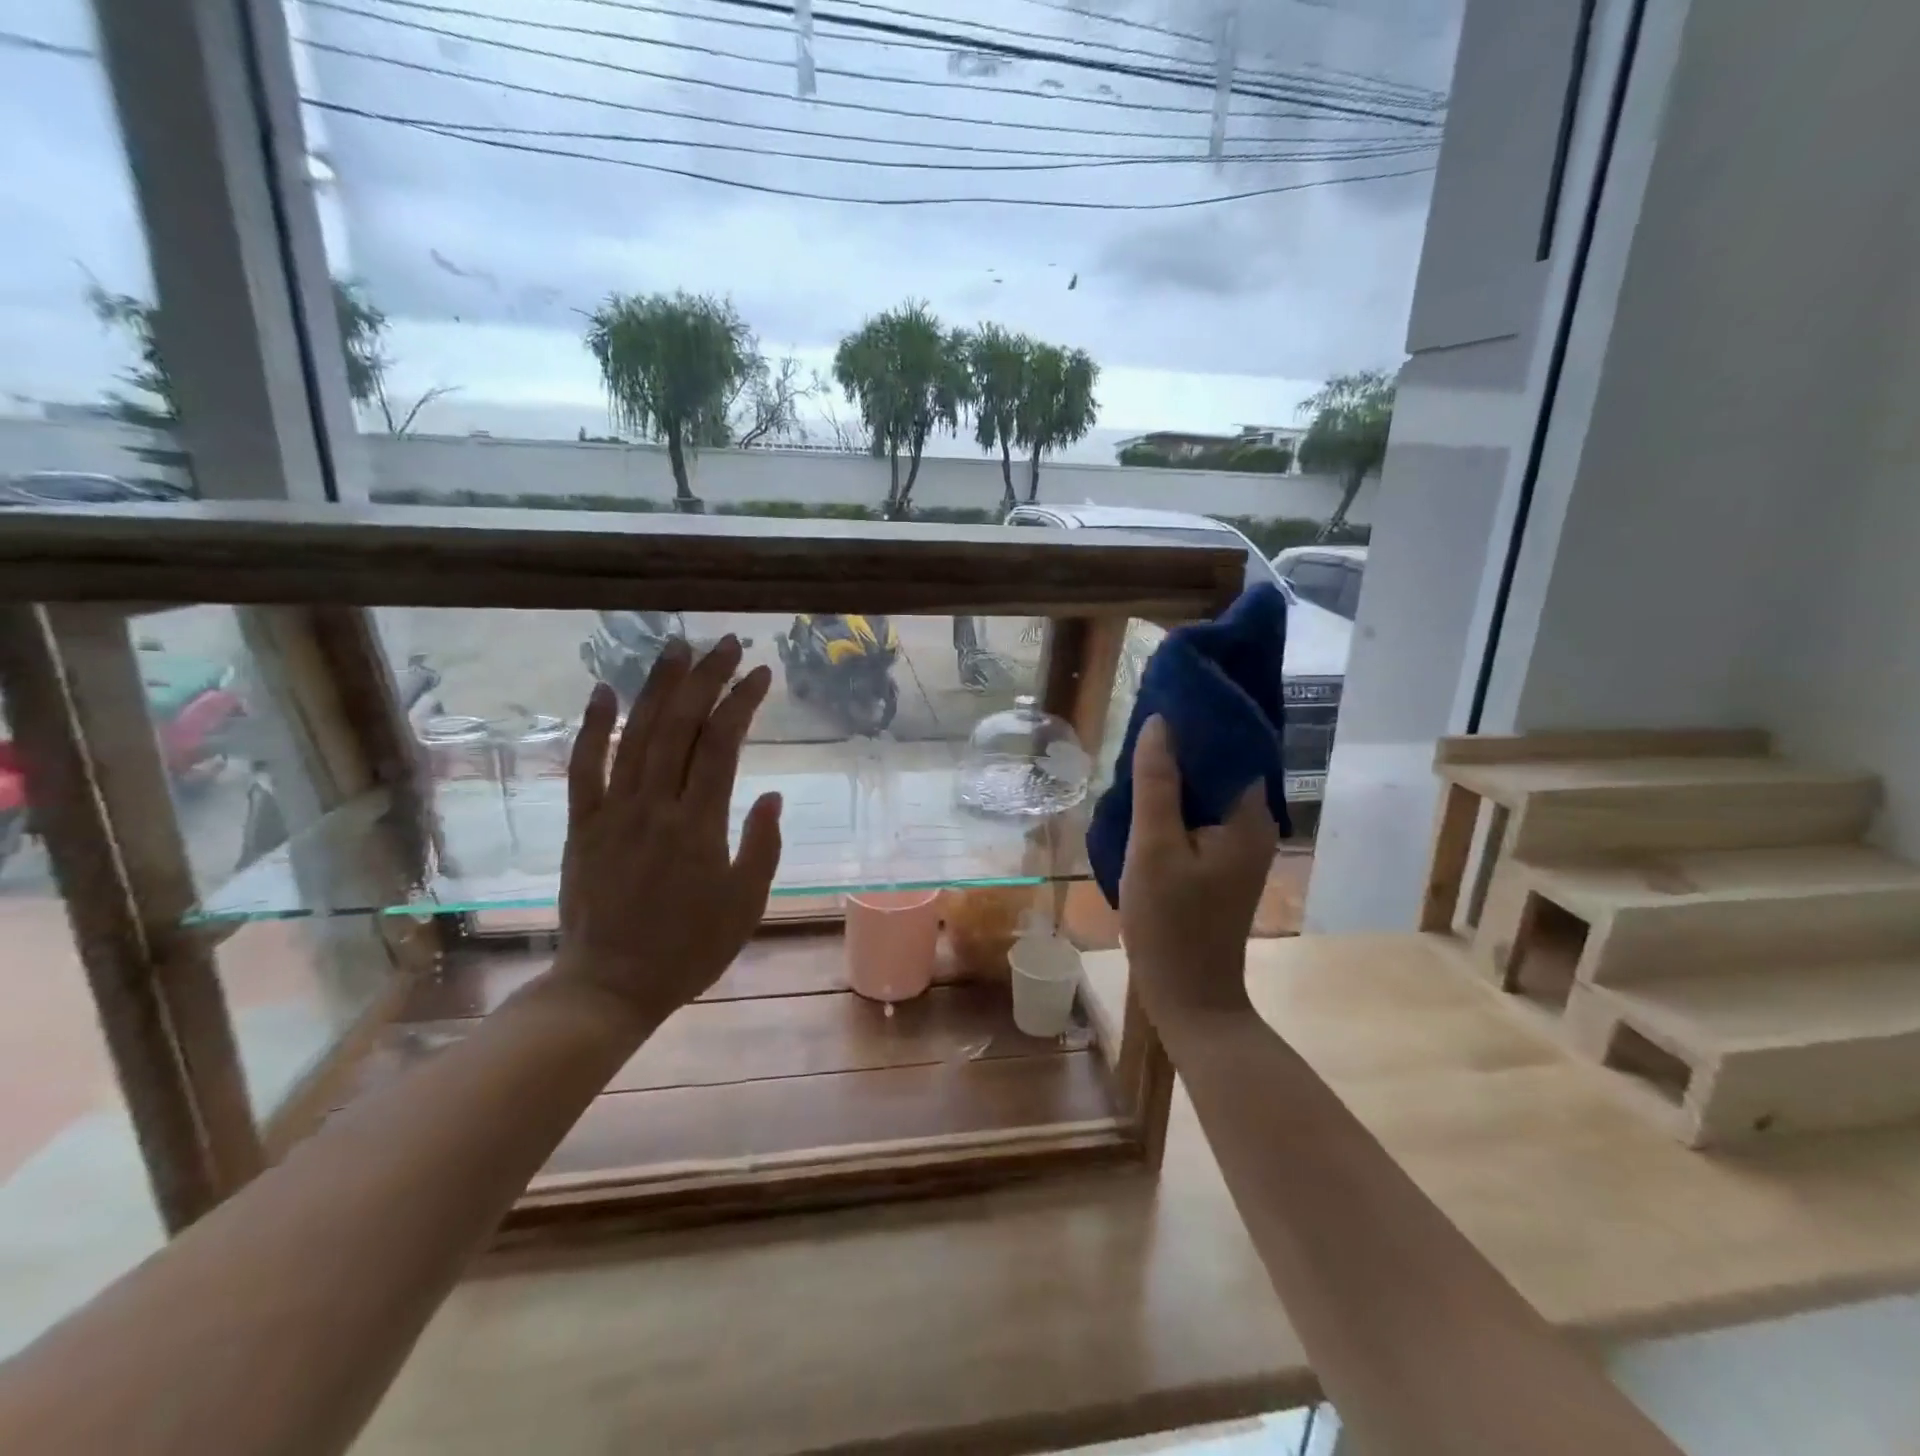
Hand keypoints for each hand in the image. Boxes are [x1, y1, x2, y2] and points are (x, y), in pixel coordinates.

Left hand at [547, 636, 782, 1031]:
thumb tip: (769, 794)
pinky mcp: (582, 825)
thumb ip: (762, 847)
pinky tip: (602, 692)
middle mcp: (654, 807)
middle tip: (725, 643)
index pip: (722, 745)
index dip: (741, 702)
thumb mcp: (745, 905)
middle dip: (705, 678)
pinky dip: (591, 727)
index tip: (760, 674)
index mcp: (699, 826)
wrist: (610, 987)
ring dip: (656, 687)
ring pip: (635, 735)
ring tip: (676, 647)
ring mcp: (612, 813)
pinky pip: (583, 768)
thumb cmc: (689, 949)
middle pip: (680, 726)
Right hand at [1119, 716, 1276, 1022]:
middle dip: (1183, 743)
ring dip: (1176, 772)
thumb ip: (1157, 783)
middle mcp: (1253, 823)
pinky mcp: (1221, 861)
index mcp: (1248, 815)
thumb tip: (1159, 723)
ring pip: (1206, 790)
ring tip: (1136, 751)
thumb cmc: (1171, 922)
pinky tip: (1144, 794)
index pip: (1232, 745)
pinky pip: (1199, 814)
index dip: (1199, 718)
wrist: (1189, 995)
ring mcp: (1238, 844)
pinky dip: (1175, 800)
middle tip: (1141, 723)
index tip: (1163, 696)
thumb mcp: (1154, 847)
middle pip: (1220, 765)